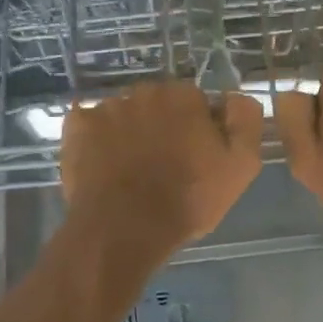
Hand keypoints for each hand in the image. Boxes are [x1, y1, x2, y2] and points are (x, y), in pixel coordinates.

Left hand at [60, 82, 263, 267]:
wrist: (124, 229)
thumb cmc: (187, 200)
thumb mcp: (241, 166)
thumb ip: (246, 121)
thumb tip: (234, 97)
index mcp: (184, 96)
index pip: (196, 104)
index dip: (198, 131)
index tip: (195, 160)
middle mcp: (144, 92)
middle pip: (158, 106)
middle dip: (162, 128)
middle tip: (163, 167)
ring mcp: (106, 108)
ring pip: (125, 116)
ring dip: (129, 134)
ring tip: (130, 172)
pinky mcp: (77, 128)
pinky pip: (90, 126)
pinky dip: (96, 140)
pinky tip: (103, 166)